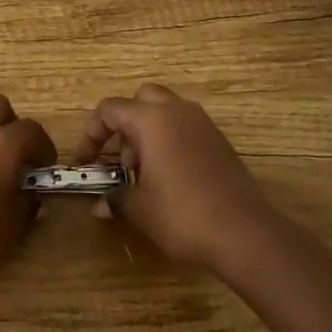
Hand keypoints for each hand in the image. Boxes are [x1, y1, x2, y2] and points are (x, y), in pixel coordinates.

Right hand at [77, 83, 278, 273]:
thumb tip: (100, 205)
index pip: (110, 110)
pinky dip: (170, 142)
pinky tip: (170, 179)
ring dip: (147, 133)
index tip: (86, 163)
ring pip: (165, 112)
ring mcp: (203, 123)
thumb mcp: (140, 209)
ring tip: (144, 175)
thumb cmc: (183, 215)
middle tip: (121, 161)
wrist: (245, 232)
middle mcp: (177, 111)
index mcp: (152, 119)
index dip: (91, 134)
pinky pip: (185, 128)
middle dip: (123, 124)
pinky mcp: (220, 141)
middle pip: (141, 99)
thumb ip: (116, 199)